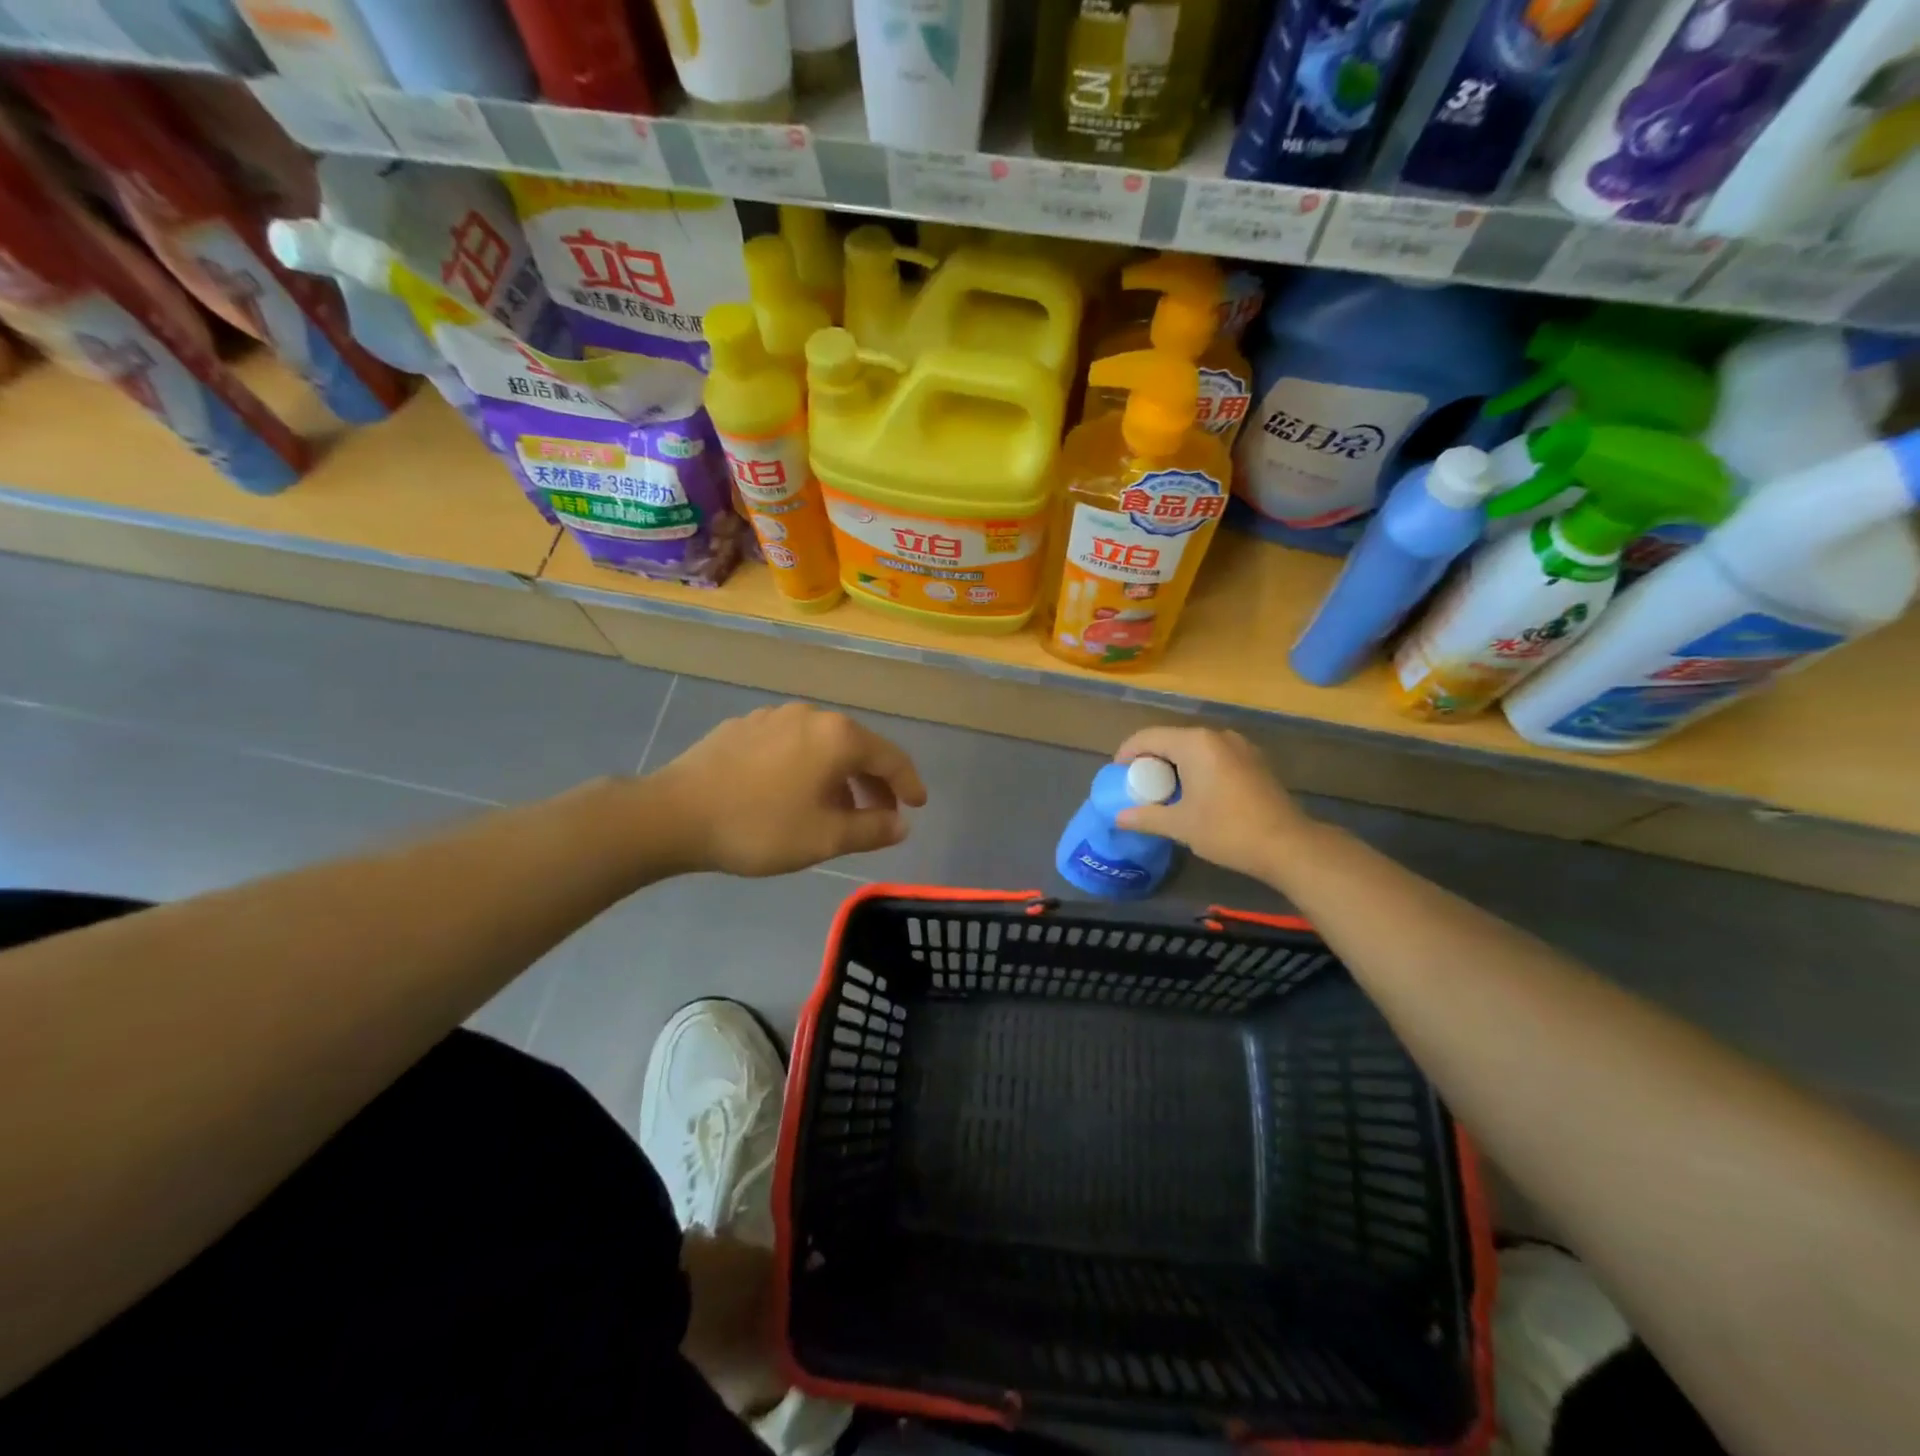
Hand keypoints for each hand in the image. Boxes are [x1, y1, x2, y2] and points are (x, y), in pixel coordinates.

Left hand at [651, 703, 926, 876]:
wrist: (674, 814)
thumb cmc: (760, 827)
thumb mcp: (825, 837)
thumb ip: (872, 829)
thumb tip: (901, 824)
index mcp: (838, 737)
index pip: (890, 758)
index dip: (909, 784)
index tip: (919, 806)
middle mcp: (811, 715)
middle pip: (857, 748)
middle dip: (874, 783)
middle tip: (881, 815)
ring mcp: (774, 716)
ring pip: (822, 746)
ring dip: (839, 776)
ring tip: (837, 809)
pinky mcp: (744, 726)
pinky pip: (791, 745)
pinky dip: (806, 767)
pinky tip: (792, 793)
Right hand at [1113, 727, 1309, 882]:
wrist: (1288, 845)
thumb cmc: (1228, 830)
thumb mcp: (1180, 825)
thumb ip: (1146, 817)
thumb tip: (1118, 817)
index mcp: (1195, 743)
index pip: (1147, 737)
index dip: (1126, 753)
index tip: (1116, 775)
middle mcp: (1216, 736)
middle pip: (1171, 739)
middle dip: (1150, 760)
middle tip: (1138, 787)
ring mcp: (1240, 746)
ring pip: (1194, 748)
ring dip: (1175, 765)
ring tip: (1164, 792)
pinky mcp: (1254, 760)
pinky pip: (1214, 756)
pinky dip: (1197, 768)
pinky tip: (1195, 794)